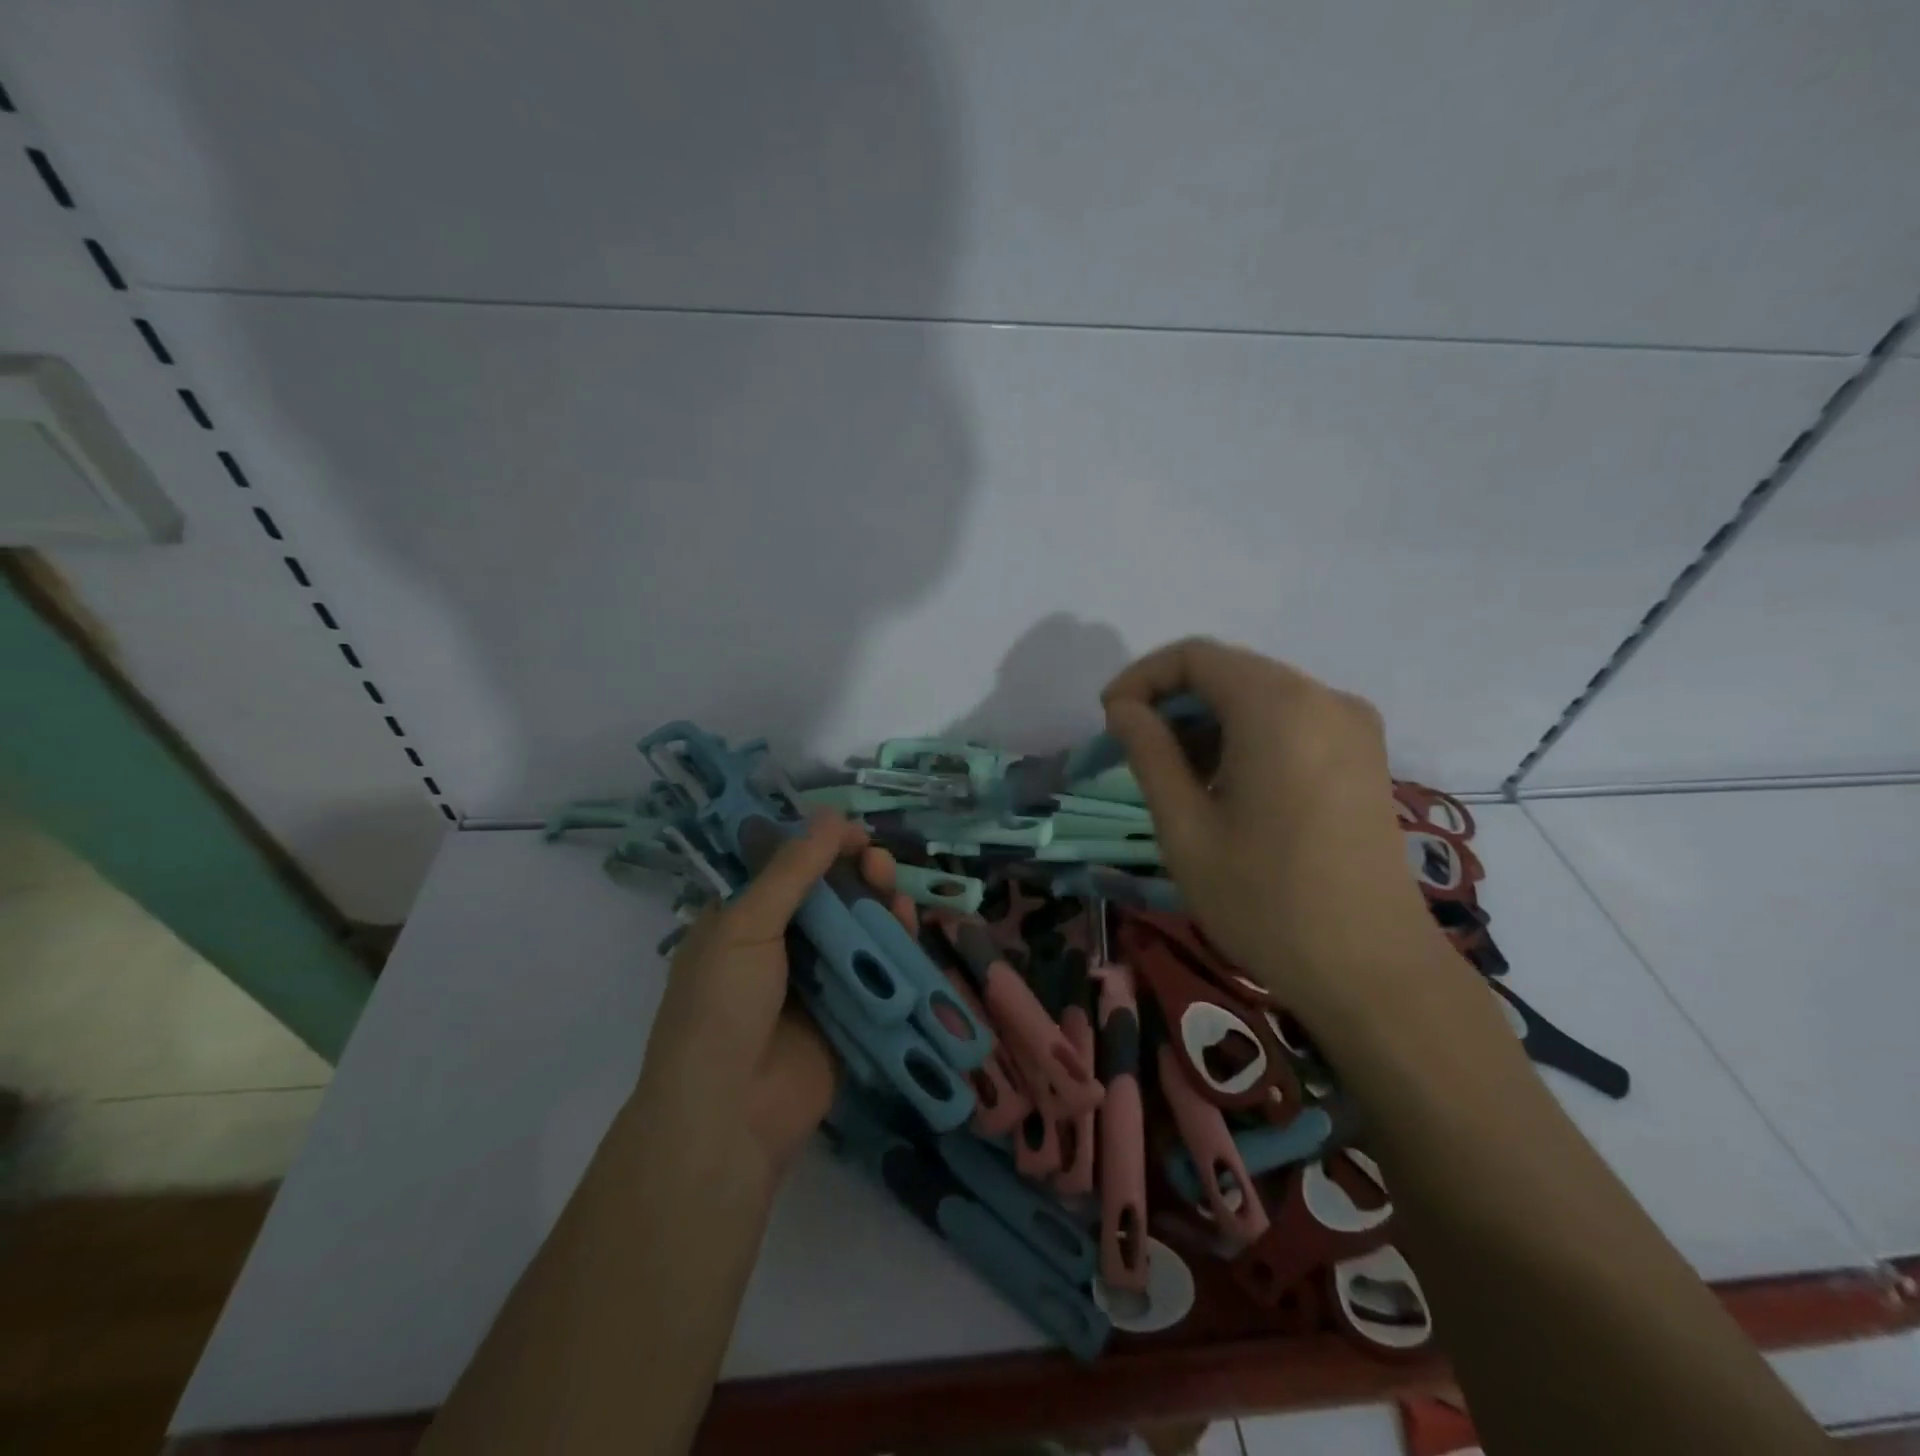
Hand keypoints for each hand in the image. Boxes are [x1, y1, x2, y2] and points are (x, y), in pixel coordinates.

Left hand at [631, 813, 909, 1185]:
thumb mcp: (746, 925)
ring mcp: (816, 981)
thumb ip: (793, 870)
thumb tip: (830, 814)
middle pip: (828, 896)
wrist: (729, 1116)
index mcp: (742, 921)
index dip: (820, 846)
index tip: (853, 834)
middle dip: (856, 874)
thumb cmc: (722, 1006)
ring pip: (857, 929)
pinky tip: (908, 924)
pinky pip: (876, 969)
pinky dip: (894, 945)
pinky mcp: (849, 1012)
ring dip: (878, 905)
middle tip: (879, 863)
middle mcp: (780, 946)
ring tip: (894, 889)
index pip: (787, 868)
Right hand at [1102, 638, 1435, 1018]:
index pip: (1195, 656)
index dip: (1142, 678)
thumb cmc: (1264, 900)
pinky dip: (1246, 735)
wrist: (1373, 972)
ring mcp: (1353, 726)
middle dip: (1173, 700)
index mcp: (1278, 707)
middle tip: (1134, 749)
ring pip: (1260, 696)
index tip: (1109, 720)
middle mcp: (1323, 698)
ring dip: (1208, 720)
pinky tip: (1225, 784)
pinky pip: (1291, 721)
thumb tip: (1124, 708)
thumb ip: (1149, 752)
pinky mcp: (1365, 756)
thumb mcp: (1185, 827)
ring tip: (1175, 775)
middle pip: (1230, 671)